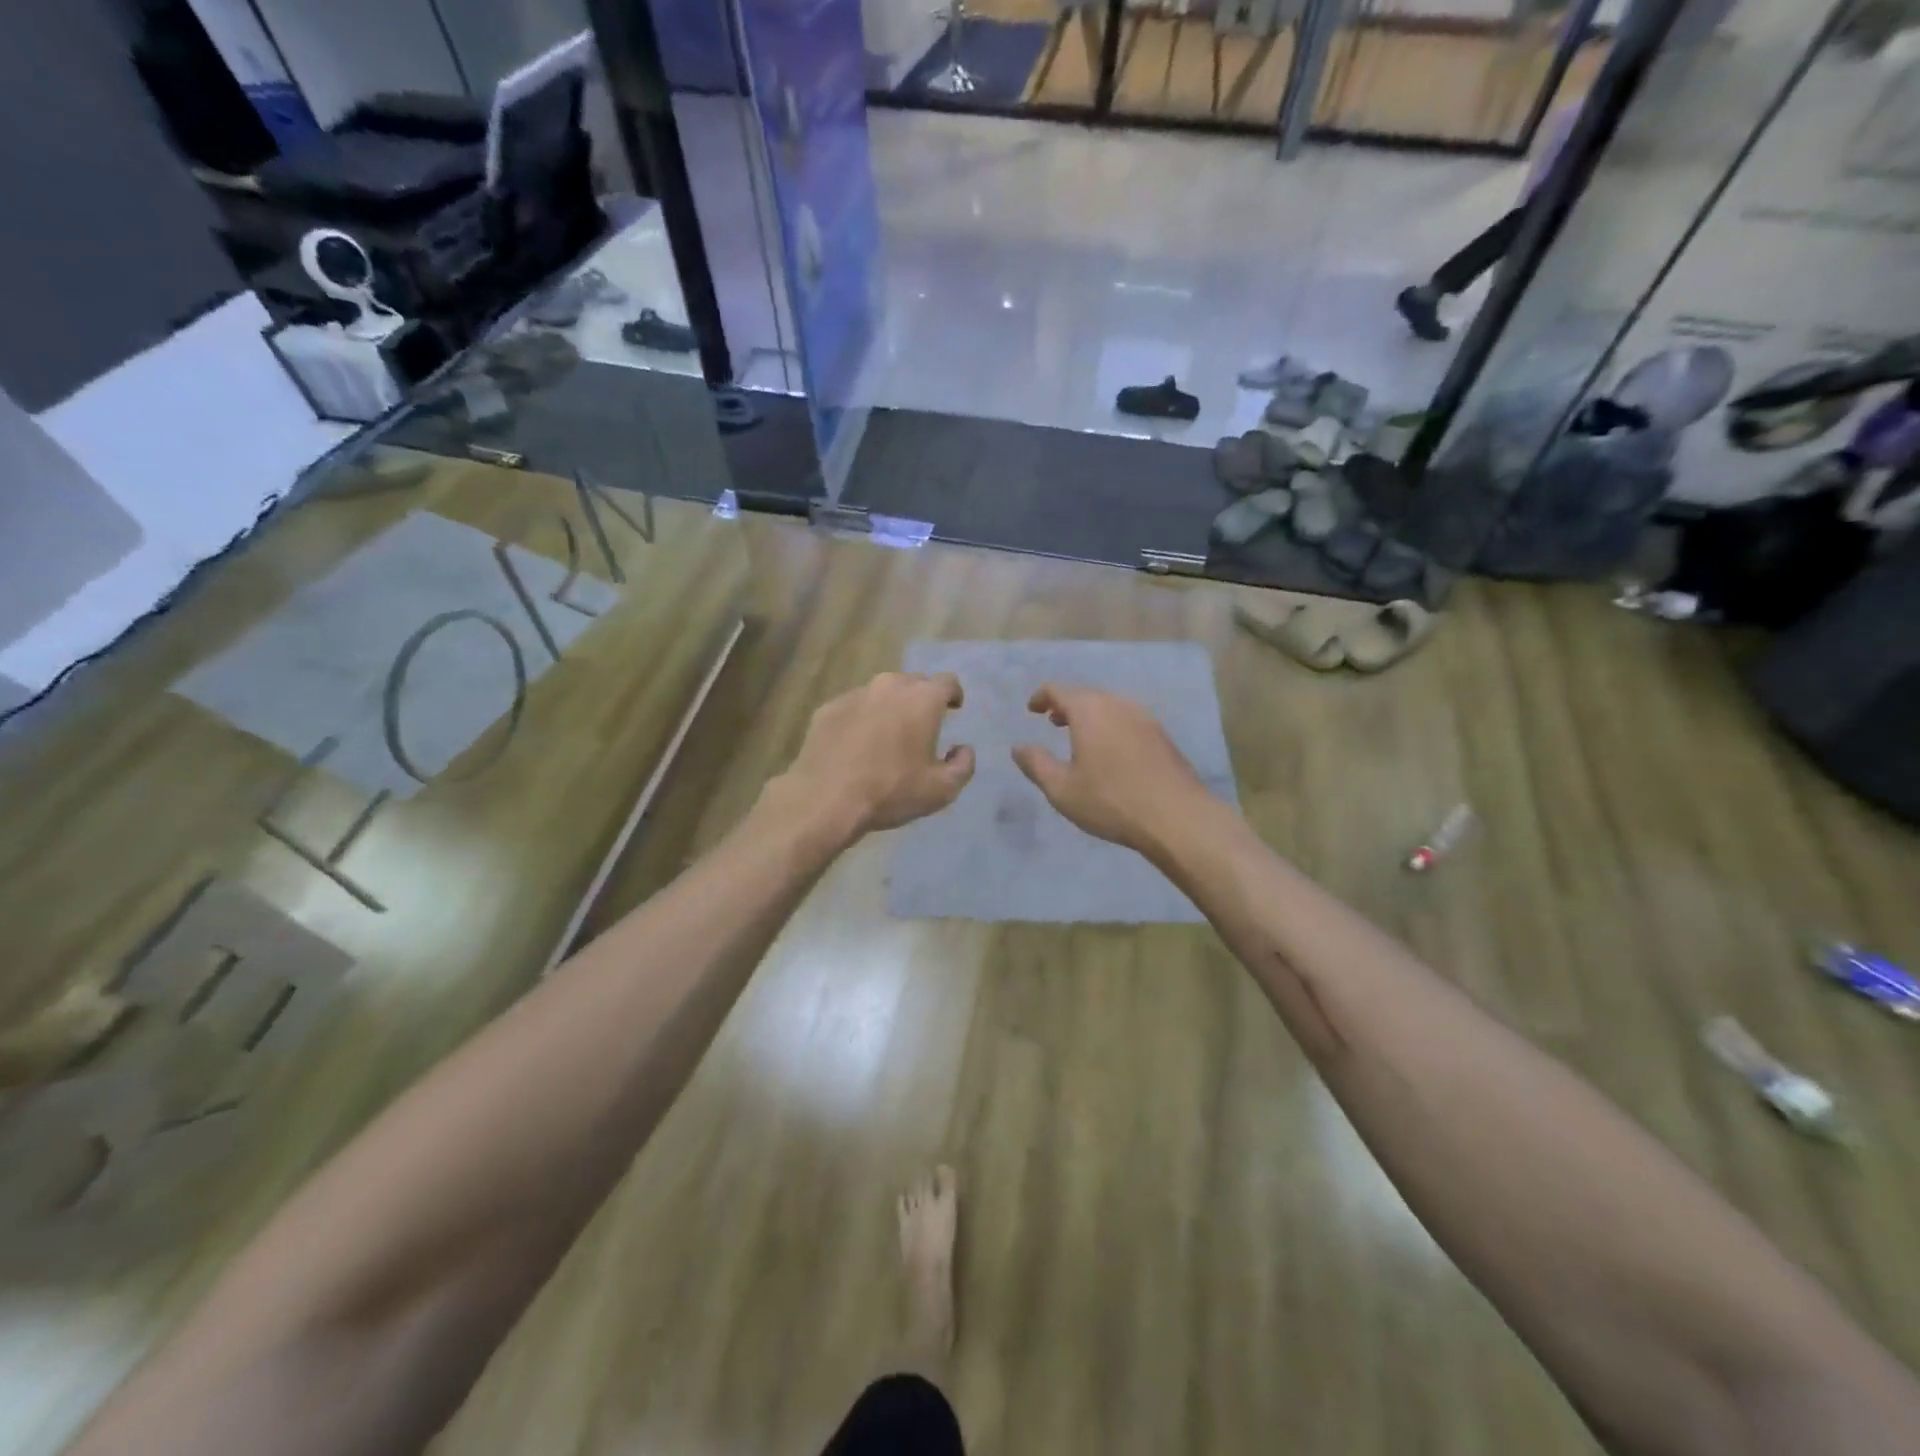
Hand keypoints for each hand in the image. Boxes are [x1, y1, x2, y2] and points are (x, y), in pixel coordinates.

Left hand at [770, 672, 975, 842]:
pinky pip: (854, 706)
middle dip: (922, 699)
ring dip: (890, 707)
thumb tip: (963, 749)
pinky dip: (862, 718)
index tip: (954, 708)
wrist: (825, 798)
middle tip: (922, 724)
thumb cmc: (891, 791)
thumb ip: (963, 766)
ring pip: (881, 692)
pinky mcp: (827, 708)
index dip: (954, 694)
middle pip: (914, 682)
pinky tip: (858, 744)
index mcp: (922, 699)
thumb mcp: (941, 790)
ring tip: (889, 734)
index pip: (948, 682)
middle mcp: (889, 686)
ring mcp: (855, 694)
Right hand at [1011, 684, 1211, 855]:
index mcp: (1089, 710)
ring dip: (1091, 716)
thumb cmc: (1110, 800)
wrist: (1177, 816)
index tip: (1032, 709)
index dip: (1041, 697)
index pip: (1059, 690)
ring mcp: (1145, 718)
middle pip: (1086, 695)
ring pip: (1110, 707)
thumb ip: (1036, 764)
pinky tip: (1111, 752)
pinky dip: (1111, 726)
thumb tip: (1018, 747)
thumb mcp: (1062, 789)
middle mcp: (1118, 704)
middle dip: (1066, 705)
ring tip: (1080, 737)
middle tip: (1053, 722)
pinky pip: (1128, 721)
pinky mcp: (1162, 736)